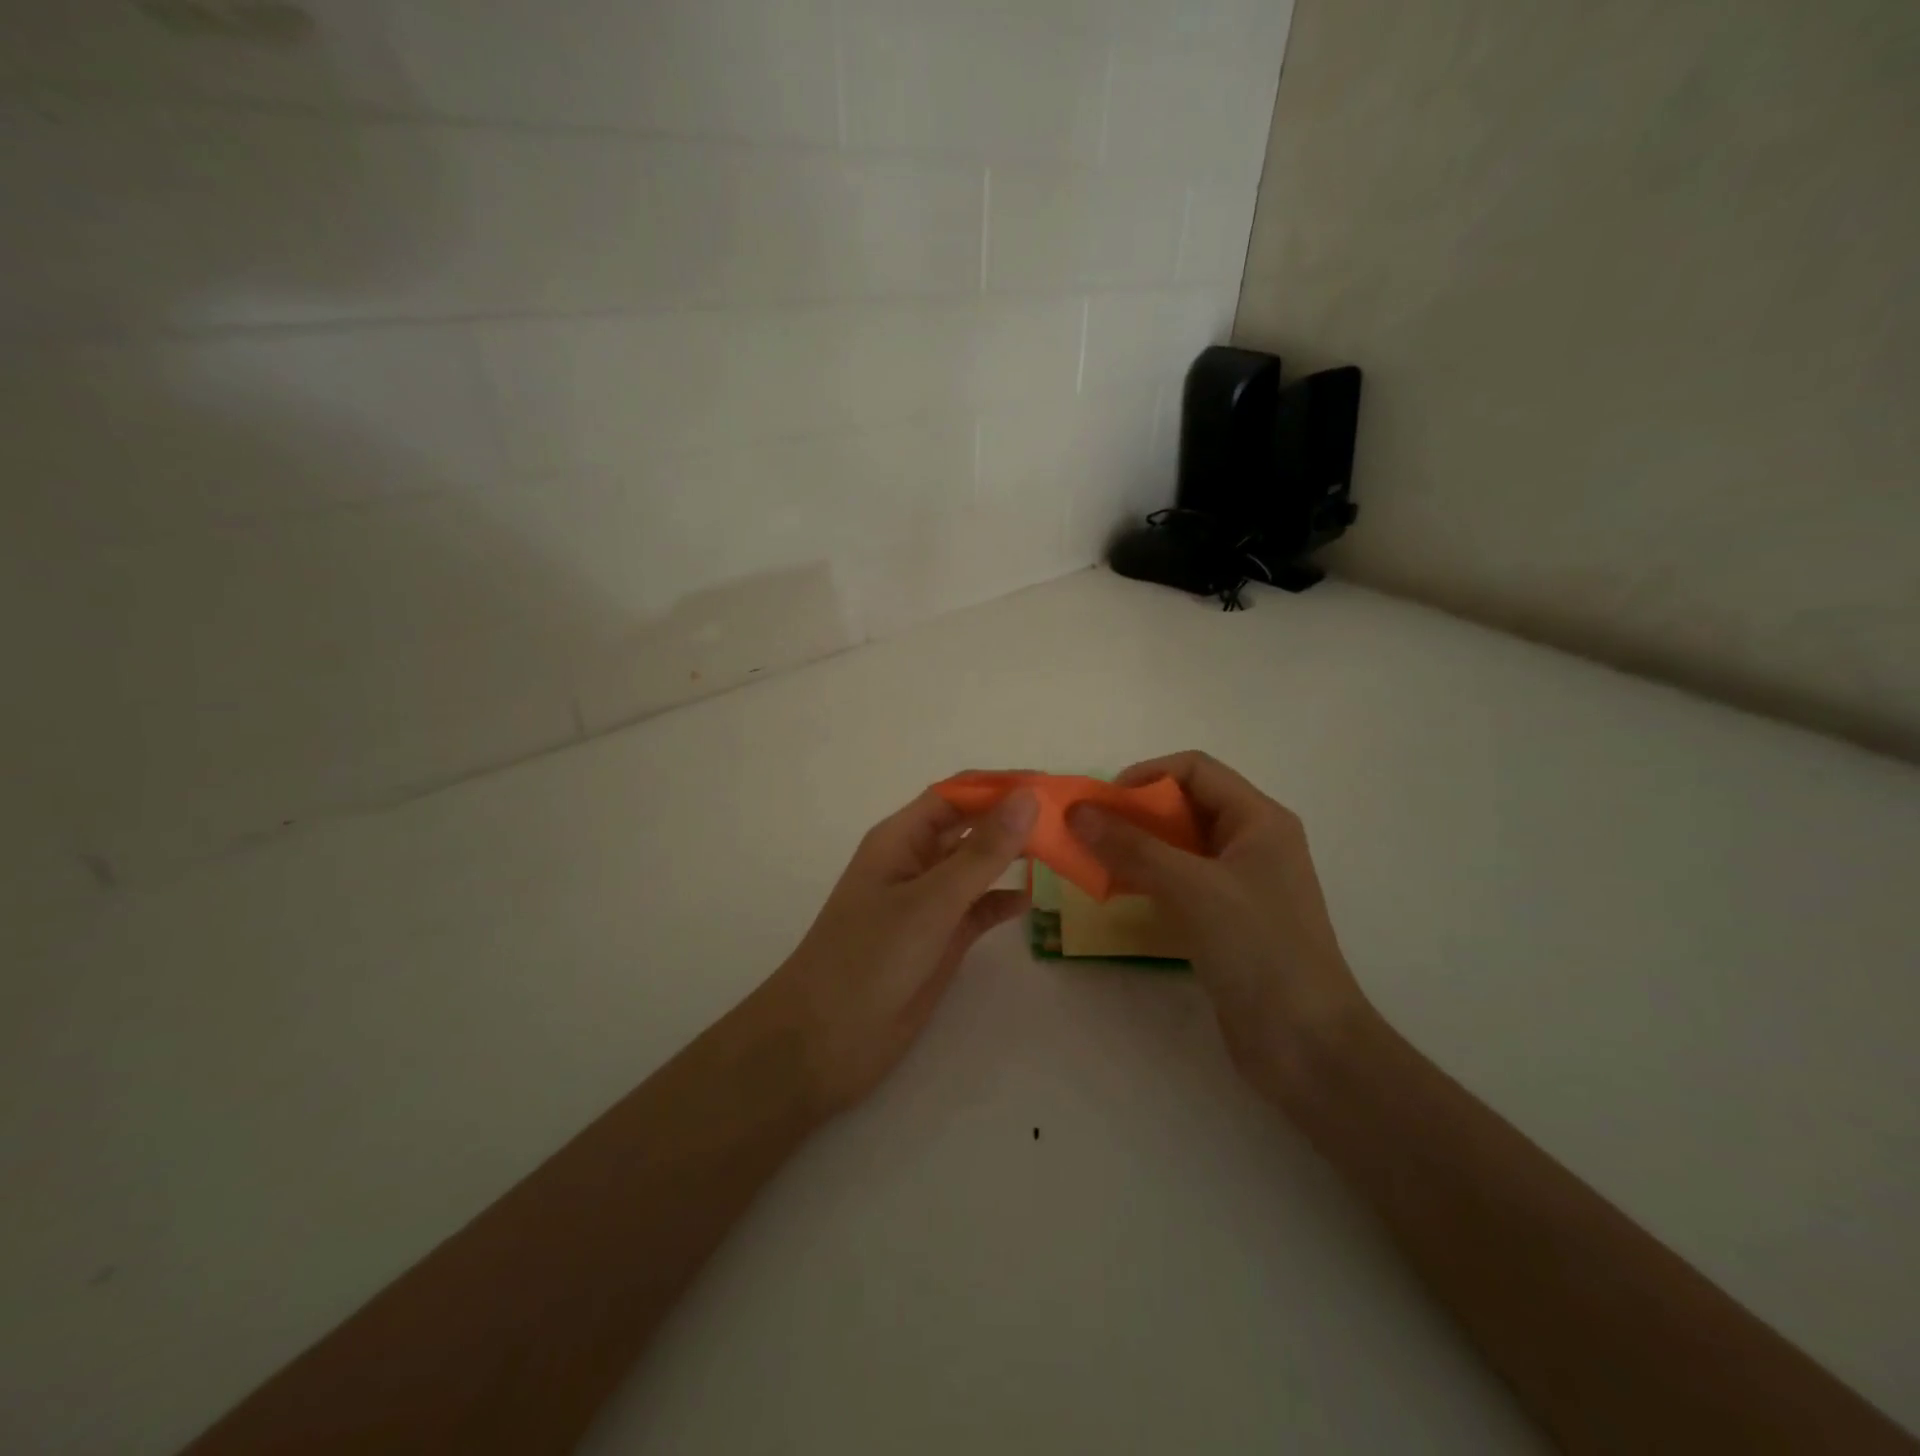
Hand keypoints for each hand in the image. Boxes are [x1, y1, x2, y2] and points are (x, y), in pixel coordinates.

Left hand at [762, 784, 1038, 1116]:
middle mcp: (916, 862)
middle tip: (1069, 821)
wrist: (825, 1041)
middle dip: (1012, 820)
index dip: (999, 785)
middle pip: (970, 826)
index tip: (1050, 786)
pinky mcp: (939, 939)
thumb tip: (1028, 798)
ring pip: (977, 867)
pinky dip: (1002, 902)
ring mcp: (928, 903)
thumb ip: (982, 852)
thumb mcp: (930, 900)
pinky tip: (1031, 901)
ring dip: (1013, 858)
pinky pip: (978, 909)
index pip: (955, 794)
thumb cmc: (870, 957)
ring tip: (1061, 853)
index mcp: (901, 839)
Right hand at [1068, 751, 1369, 1101]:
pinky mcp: (1227, 919)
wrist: (1307, 1045)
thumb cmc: (1259, 949)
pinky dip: (1147, 879)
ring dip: (1136, 847)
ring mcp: (1240, 883)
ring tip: (1094, 862)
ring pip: (1178, 846)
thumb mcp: (1193, 888)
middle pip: (1184, 805)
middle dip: (1134, 813)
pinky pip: (1180, 882)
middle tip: (1089, 834)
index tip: (1102, 803)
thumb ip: (1132, 847)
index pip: (1195, 769)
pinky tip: (1118, 893)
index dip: (1146, 775)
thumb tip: (1077, 812)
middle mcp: (1251, 842)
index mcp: (1259, 820)